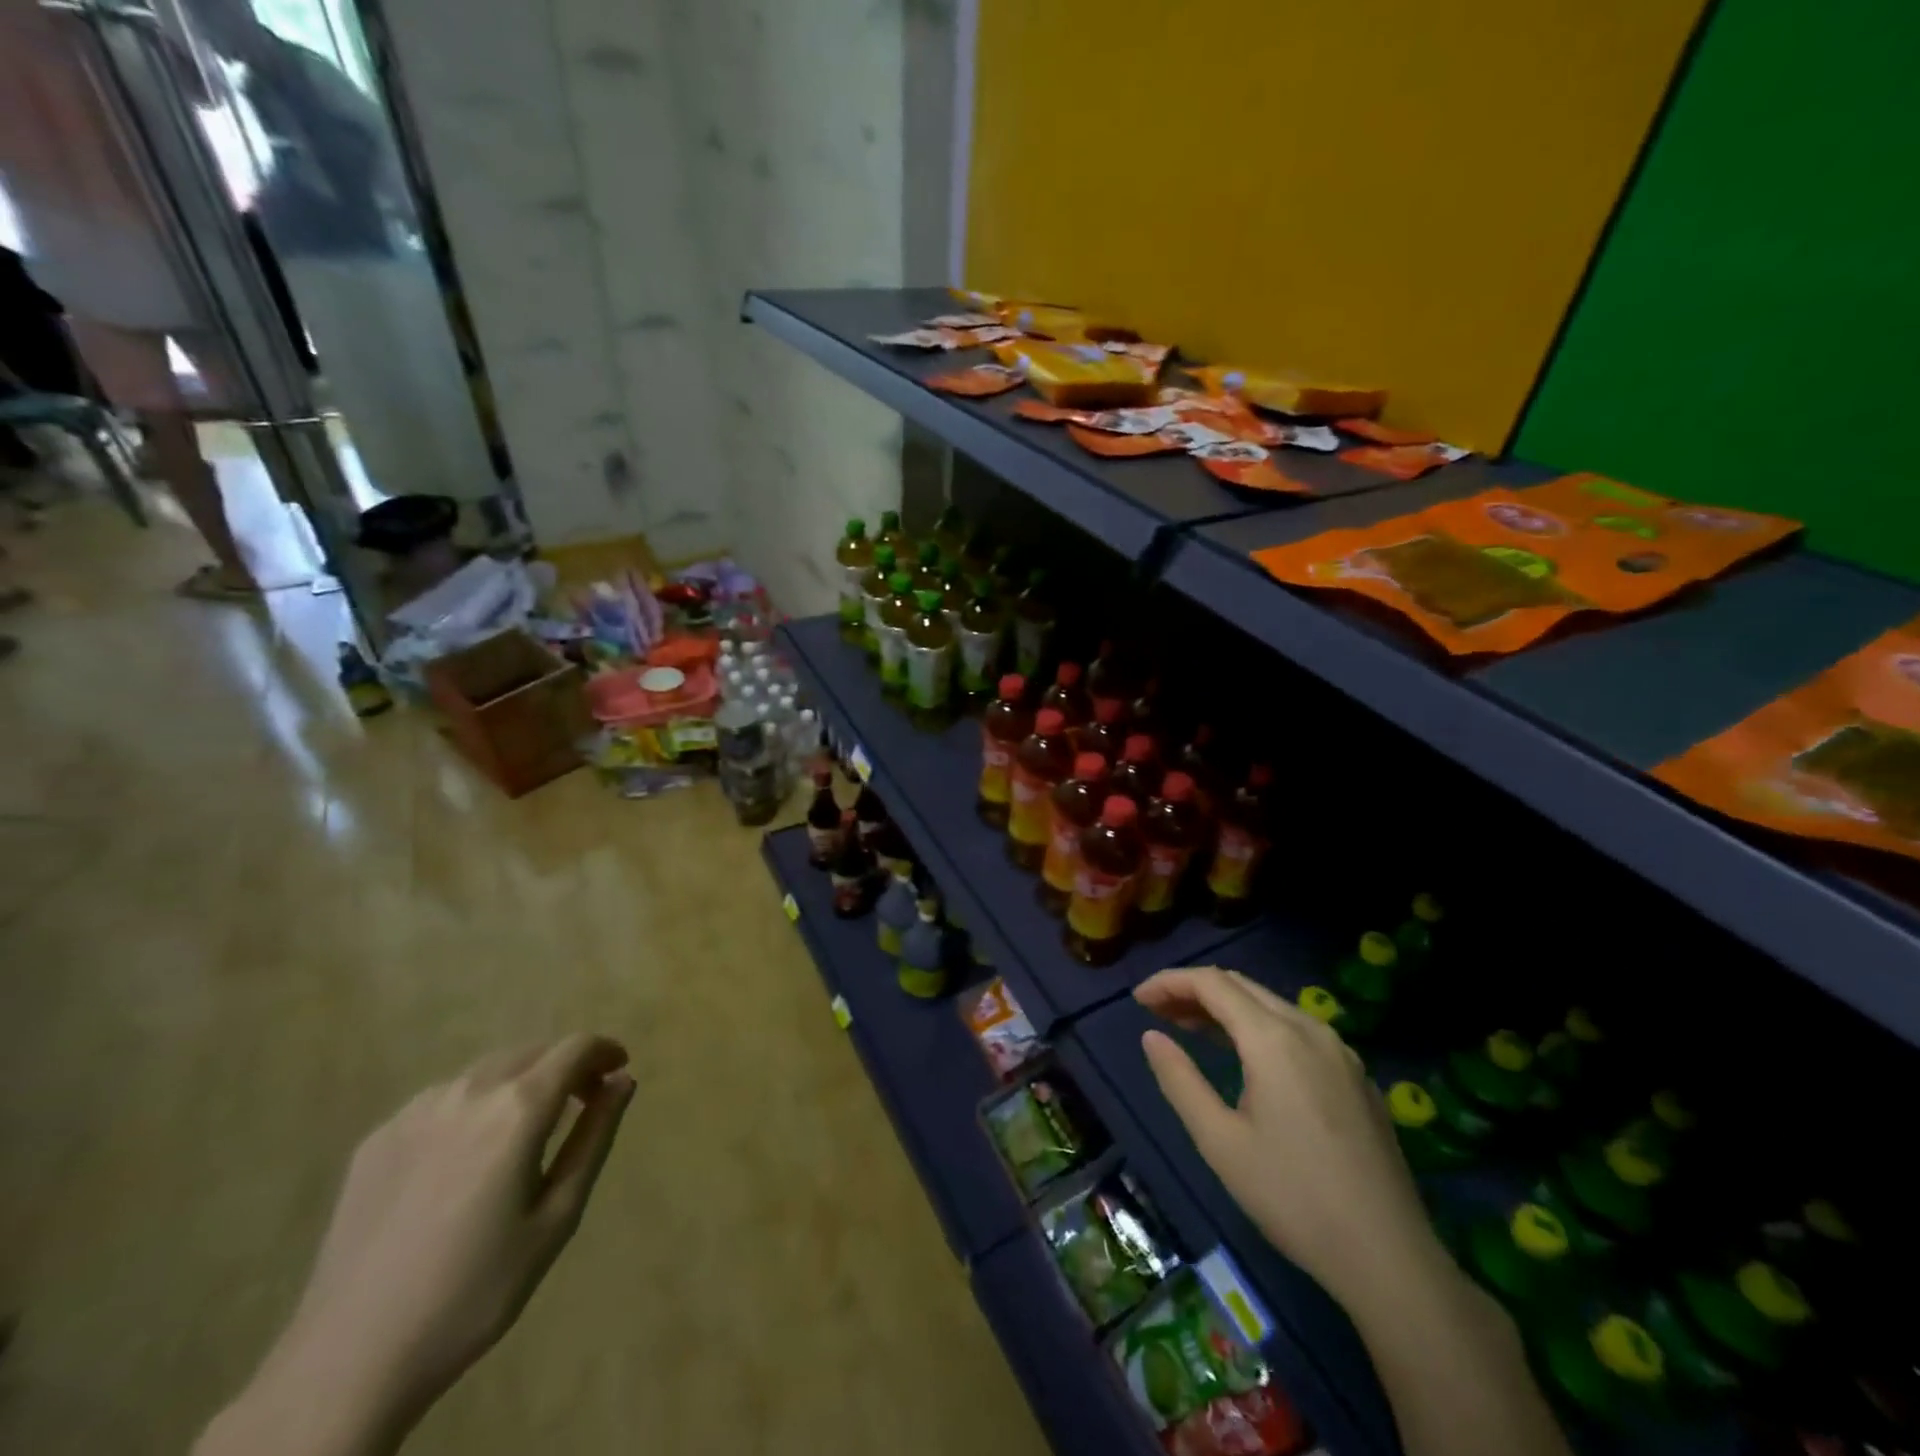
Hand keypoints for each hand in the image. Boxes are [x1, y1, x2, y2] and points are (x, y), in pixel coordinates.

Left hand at [198, 1035, 635, 1455]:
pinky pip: (443, 1099)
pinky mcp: (378, 1138)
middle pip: (532, 1052)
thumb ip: (594, 1138)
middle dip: (565, 1066)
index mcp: (518, 1108)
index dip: (605, 1051)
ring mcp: (416, 1112)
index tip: (618, 1072)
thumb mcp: (556, 1216)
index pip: (575, 1048)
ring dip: (520, 1082)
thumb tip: (623, 1081)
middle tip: (581, 1103)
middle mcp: (469, 1092)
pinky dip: (474, 1105)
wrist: (350, 1360)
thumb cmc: (476, 1290)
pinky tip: (467, 1156)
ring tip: (525, 1129)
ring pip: (486, 1070)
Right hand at [1135, 968, 1443, 1310]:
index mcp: (1274, 1039)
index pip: (1212, 983)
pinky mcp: (1356, 1076)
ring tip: (1189, 1028)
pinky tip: (1245, 1057)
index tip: (1137, 998)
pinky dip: (1258, 1028)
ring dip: (1226, 1008)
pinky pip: (1297, 1030)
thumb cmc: (1292, 1197)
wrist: (1390, 1257)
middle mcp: (1310, 1029)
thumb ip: (1180, 1080)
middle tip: (1157, 1012)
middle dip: (1194, 990)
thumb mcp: (1220, 1141)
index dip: (1169, 981)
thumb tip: (1151, 1036)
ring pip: (1270, 1005)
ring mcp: (1340, 1051)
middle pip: (1241, 986)